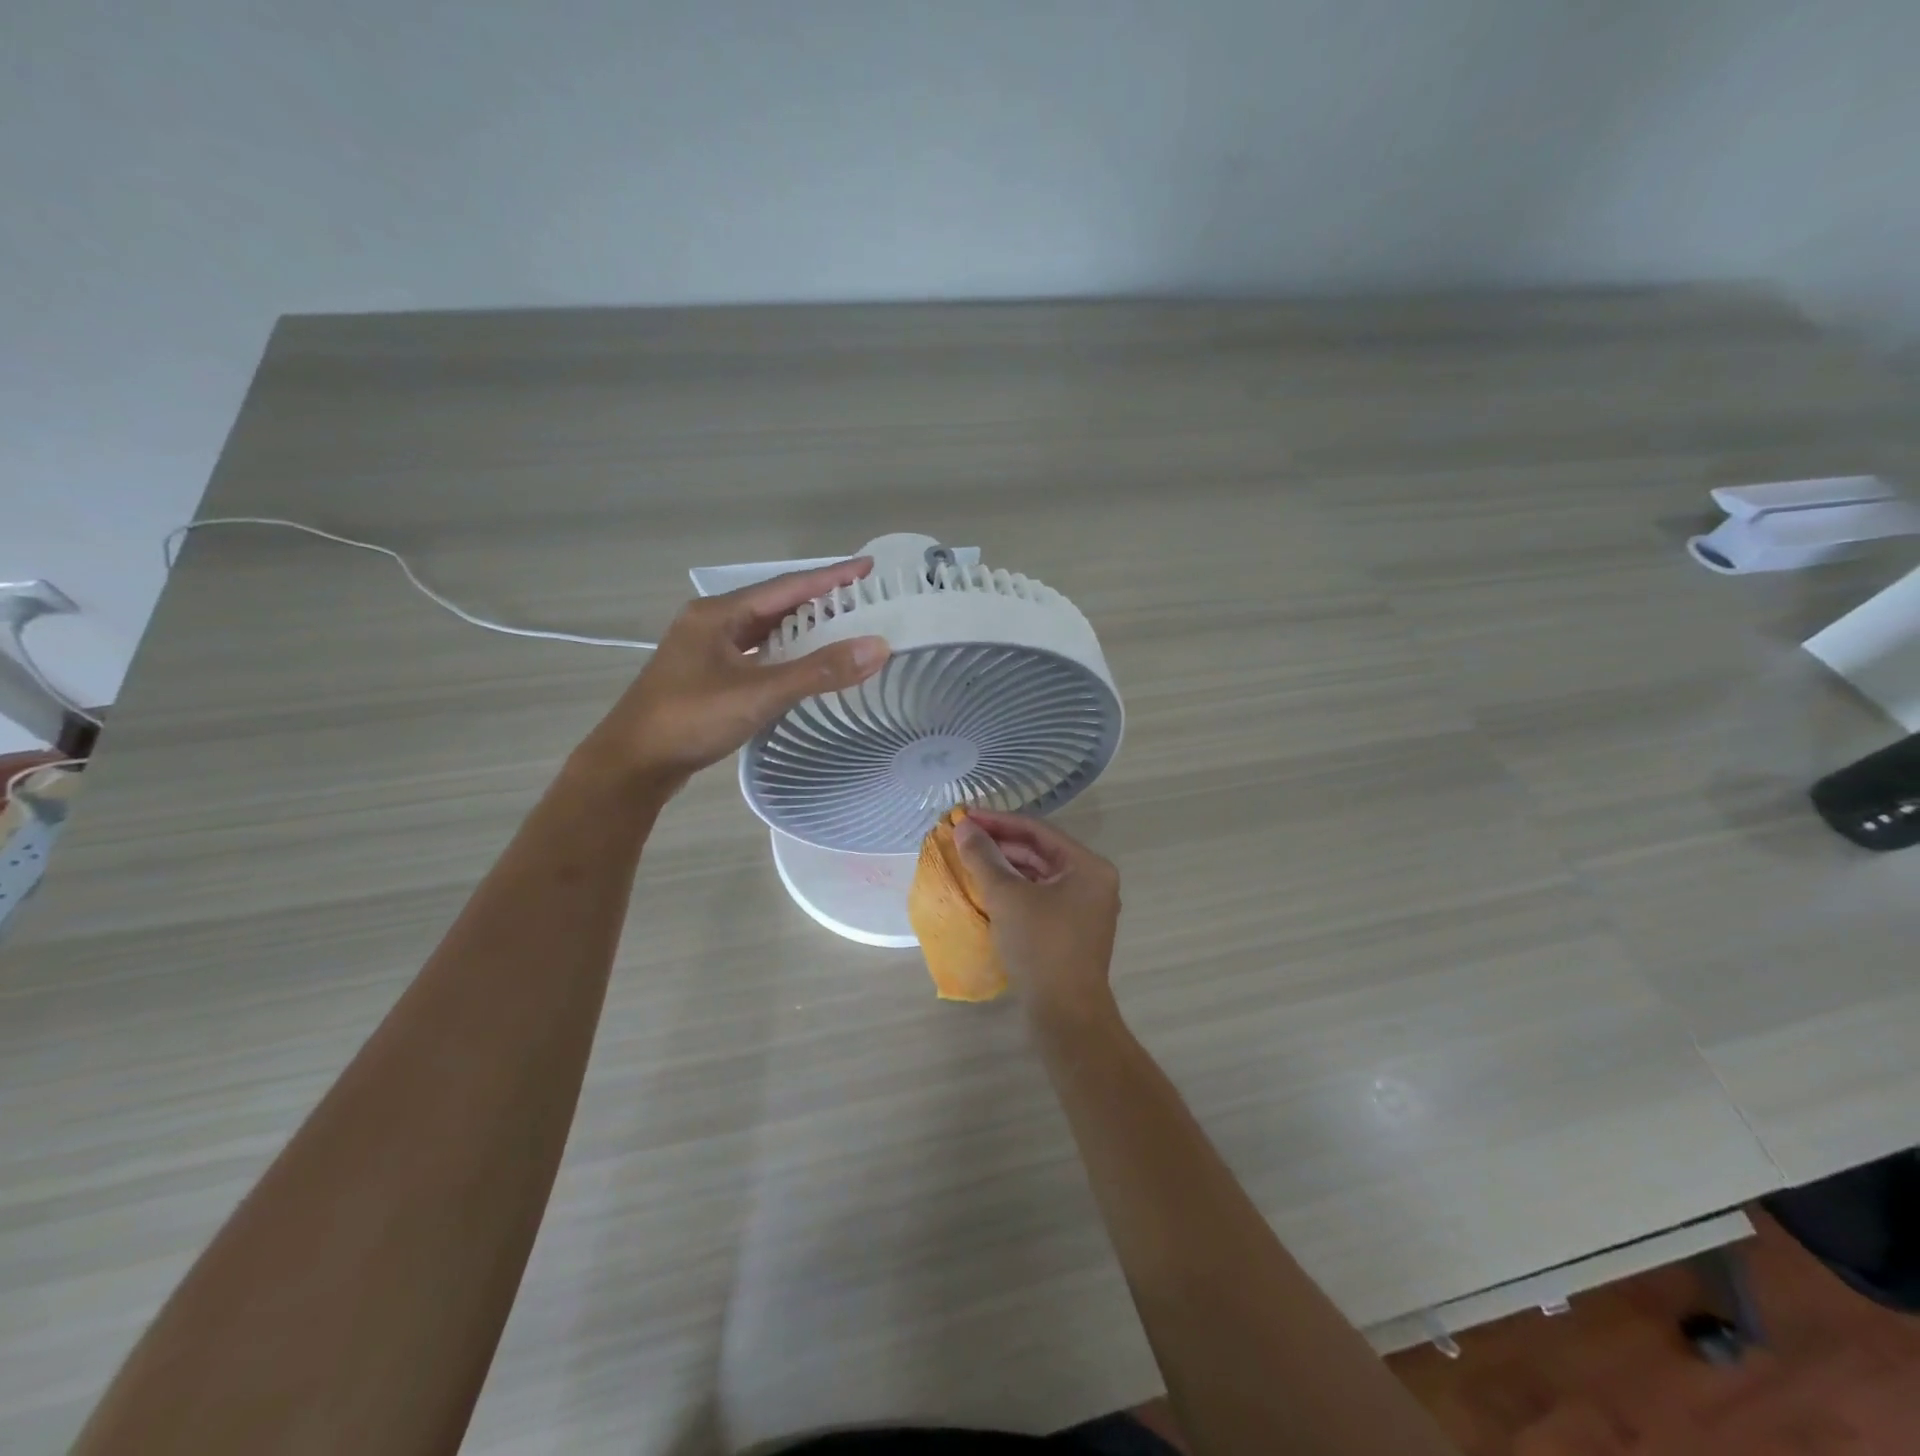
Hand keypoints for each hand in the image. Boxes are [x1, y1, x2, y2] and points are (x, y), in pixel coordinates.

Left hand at [580, 558, 889, 788]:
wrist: (632, 765)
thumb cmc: (690, 720)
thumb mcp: (759, 693)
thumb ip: (819, 671)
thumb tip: (878, 647)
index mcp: (718, 614)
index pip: (786, 587)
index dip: (830, 577)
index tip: (868, 568)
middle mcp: (710, 623)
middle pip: (774, 605)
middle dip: (818, 602)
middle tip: (862, 601)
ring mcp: (704, 651)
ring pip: (763, 631)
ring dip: (801, 629)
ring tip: (841, 628)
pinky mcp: (705, 677)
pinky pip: (754, 654)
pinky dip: (783, 655)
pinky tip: (802, 664)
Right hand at [951, 810, 1121, 1021]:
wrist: (1066, 1013)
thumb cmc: (1040, 946)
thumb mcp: (1007, 896)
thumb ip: (984, 857)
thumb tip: (964, 827)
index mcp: (1088, 866)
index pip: (1038, 830)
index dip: (998, 821)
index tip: (965, 815)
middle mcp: (1093, 881)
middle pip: (1040, 851)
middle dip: (1001, 843)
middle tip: (964, 836)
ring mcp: (1085, 907)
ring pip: (1039, 874)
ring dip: (1006, 865)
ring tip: (970, 858)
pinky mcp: (1072, 929)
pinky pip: (1041, 896)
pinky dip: (1015, 889)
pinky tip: (988, 888)